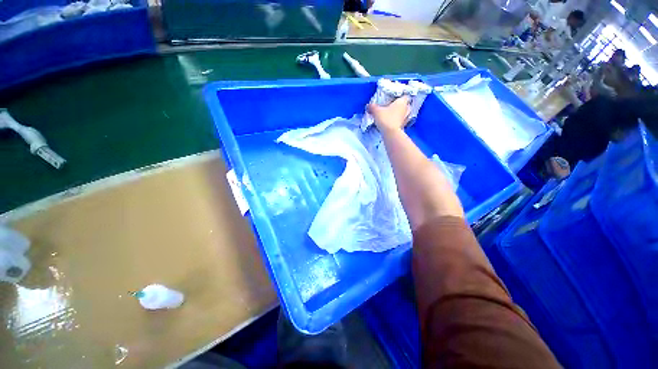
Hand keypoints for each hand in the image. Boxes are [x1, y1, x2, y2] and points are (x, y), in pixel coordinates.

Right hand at [367, 96, 410, 133]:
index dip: (399, 97)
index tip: (393, 99)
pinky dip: (397, 122)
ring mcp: (406, 119)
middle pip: (405, 105)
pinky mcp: (403, 127)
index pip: (405, 96)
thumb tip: (368, 106)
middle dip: (399, 106)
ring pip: (403, 114)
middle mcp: (406, 109)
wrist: (391, 133)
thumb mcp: (376, 111)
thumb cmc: (386, 118)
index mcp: (402, 102)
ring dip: (399, 115)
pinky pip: (401, 122)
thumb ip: (372, 107)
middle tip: (391, 107)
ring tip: (391, 116)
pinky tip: (391, 124)